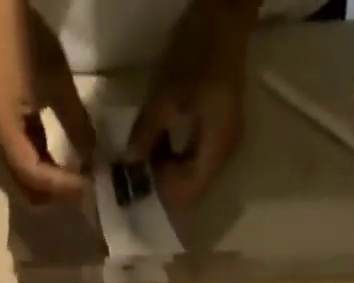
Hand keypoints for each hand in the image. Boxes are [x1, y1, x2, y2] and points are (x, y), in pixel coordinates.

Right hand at [0, 0, 96, 201]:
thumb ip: (77, 124)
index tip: (89, 185)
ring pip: (24, 180)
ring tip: (77, 178)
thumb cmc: (24, 37)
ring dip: (50, 185)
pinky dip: (43, 169)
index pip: (35, 176)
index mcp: (4, 129)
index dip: (62, 186)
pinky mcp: (0, 129)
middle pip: (25, 190)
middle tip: (83, 189)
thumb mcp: (58, 81)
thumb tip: (93, 158)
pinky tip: (63, 163)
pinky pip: (22, 162)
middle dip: (55, 196)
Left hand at [127, 0, 253, 209]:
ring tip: (143, 158)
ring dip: (167, 171)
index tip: (138, 184)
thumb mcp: (165, 95)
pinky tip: (157, 145)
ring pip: (191, 174)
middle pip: (190, 189)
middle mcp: (222, 157)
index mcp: (215, 151)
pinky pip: (194, 157)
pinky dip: (174, 156)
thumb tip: (129, 163)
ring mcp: (222, 145)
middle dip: (163, 185)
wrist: (225, 16)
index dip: (162, 194)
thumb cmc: (196, 55)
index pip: (187, 194)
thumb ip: (146, 133)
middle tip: (136, 173)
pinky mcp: (218, 131)